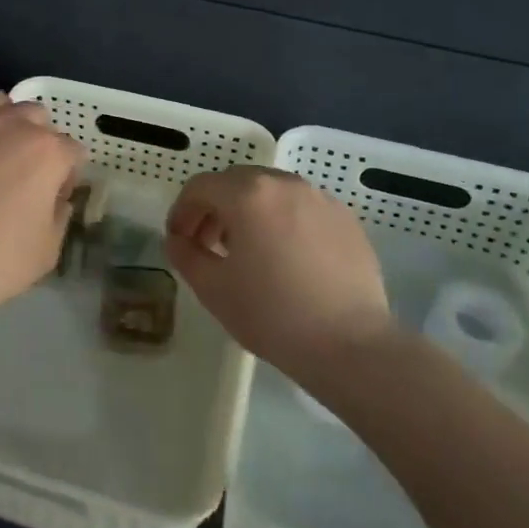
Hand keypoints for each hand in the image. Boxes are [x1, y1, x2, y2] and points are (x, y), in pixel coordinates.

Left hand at [0, 93, 82, 331]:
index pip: (73, 151)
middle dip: (38, 139)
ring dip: (3, 123)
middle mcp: (11, 124)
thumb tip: (56, 198)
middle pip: (37, 117)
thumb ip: (60, 215)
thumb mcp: (47, 251)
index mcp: (47, 152)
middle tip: (24, 172)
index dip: (68, 174)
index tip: (56, 194)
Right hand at [166, 167, 391, 382]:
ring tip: (248, 251)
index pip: (200, 187)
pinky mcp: (346, 218)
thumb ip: (185, 254)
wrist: (351, 344)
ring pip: (271, 192)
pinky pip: (302, 208)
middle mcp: (284, 184)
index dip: (181, 211)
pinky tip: (286, 258)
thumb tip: (177, 239)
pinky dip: (283, 221)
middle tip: (208, 244)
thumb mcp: (213, 289)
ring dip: (249, 211)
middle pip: (236, 182)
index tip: (178, 239)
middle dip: (215, 208)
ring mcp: (320, 198)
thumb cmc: (272, 314)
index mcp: (248, 194)